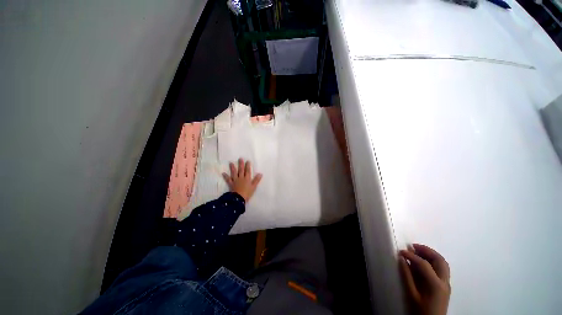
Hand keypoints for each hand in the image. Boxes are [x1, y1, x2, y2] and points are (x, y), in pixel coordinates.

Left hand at [222, 158, 262, 201]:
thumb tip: (260, 173)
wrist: (238, 198)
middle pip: (241, 170)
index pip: (248, 171)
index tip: (247, 161)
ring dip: (232, 168)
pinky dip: (226, 177)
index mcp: (247, 178)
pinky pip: (228, 180)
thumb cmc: (247, 193)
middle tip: (240, 159)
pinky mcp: (231, 184)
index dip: (248, 166)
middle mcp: (241, 178)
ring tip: (231, 163)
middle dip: (241, 164)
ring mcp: (235, 180)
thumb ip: (256, 180)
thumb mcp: (254, 187)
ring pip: (234, 173)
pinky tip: (223, 173)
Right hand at [399, 244, 450, 314]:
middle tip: (413, 246)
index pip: (424, 264)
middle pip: (439, 260)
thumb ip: (407, 276)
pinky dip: (433, 261)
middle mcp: (444, 281)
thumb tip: (402, 259)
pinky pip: (442, 268)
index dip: (412, 255)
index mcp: (436, 284)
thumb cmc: (420, 310)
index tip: (401, 251)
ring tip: (418, 251)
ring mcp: (446, 284)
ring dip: (431, 254)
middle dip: (426, 250)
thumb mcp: (411, 294)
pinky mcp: (445, 286)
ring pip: (443, 263)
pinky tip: (423, 262)